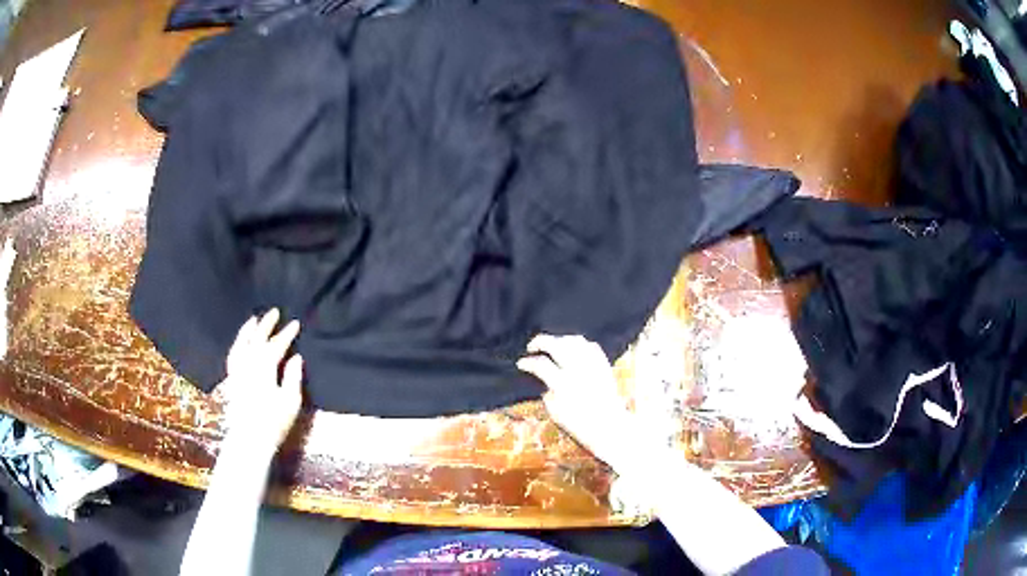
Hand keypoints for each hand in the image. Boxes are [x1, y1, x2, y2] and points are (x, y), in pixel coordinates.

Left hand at [216, 309, 303, 452]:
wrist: (249, 439)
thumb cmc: (274, 422)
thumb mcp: (290, 401)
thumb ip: (292, 377)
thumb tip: (295, 357)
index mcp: (264, 368)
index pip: (276, 345)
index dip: (286, 334)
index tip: (295, 323)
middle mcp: (248, 364)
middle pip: (257, 339)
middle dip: (266, 325)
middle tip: (274, 311)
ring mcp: (237, 371)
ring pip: (241, 344)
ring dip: (248, 330)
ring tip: (253, 319)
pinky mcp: (231, 380)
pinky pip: (233, 355)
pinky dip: (237, 345)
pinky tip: (240, 343)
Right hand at [517, 334, 637, 468]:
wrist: (610, 428)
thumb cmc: (580, 426)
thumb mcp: (556, 414)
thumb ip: (547, 393)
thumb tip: (543, 380)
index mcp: (564, 385)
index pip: (541, 364)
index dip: (528, 362)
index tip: (521, 364)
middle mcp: (578, 370)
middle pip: (557, 345)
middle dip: (540, 342)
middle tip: (531, 347)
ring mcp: (593, 365)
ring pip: (574, 340)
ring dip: (559, 339)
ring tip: (551, 346)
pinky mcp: (604, 365)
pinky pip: (591, 346)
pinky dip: (579, 344)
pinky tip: (572, 349)